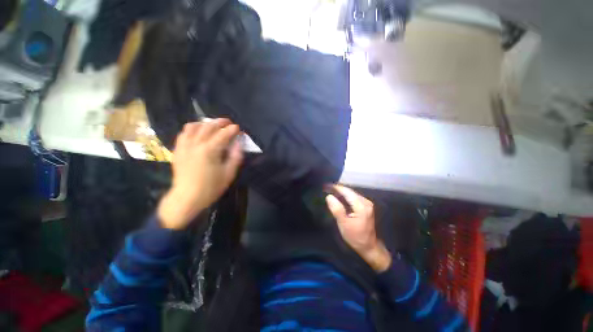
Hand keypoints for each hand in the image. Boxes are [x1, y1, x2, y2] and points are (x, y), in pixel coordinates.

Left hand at [158, 119, 243, 229]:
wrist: (187, 198)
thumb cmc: (210, 187)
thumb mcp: (228, 174)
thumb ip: (235, 157)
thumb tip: (238, 144)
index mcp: (209, 151)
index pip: (223, 134)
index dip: (232, 129)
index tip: (238, 128)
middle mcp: (195, 144)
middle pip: (208, 126)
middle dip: (220, 122)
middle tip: (228, 122)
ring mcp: (184, 146)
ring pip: (193, 127)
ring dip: (205, 123)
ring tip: (212, 125)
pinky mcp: (178, 150)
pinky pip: (183, 133)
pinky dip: (192, 129)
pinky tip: (197, 131)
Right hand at [326, 185, 391, 271]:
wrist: (369, 246)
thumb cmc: (355, 237)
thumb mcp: (344, 224)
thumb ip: (337, 209)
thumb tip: (329, 196)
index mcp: (361, 206)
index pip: (347, 192)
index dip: (336, 187)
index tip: (326, 185)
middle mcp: (365, 202)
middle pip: (350, 191)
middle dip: (338, 189)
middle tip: (326, 188)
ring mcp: (367, 204)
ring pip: (351, 193)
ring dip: (341, 192)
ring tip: (330, 191)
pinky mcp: (366, 206)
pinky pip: (353, 197)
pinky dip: (345, 196)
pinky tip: (339, 197)